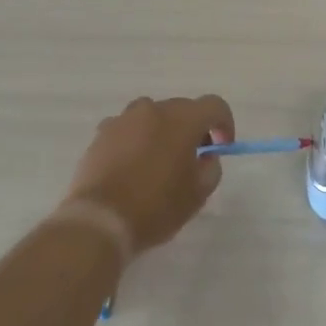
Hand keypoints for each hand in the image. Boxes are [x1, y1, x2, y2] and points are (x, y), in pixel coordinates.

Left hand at [64, 95, 234, 255]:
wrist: (100, 220)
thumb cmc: (156, 207)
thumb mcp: (198, 194)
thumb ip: (211, 167)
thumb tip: (206, 156)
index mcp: (182, 119)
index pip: (215, 105)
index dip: (224, 124)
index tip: (222, 147)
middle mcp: (153, 109)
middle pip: (182, 109)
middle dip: (193, 129)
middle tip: (192, 159)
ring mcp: (123, 118)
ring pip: (152, 116)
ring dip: (163, 131)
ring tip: (159, 161)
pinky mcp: (101, 133)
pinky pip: (128, 128)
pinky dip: (137, 140)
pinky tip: (132, 166)